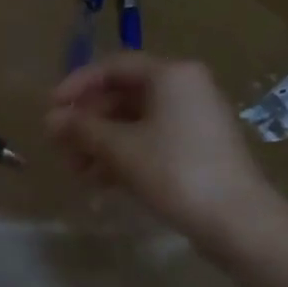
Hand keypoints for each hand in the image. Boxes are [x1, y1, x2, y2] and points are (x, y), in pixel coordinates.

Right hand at [46, 54, 281, 255]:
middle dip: (87, 122)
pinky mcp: (197, 149)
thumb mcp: (120, 149)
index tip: (50, 110)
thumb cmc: (175, 172)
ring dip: (101, 143)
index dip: (76, 86)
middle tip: (60, 148)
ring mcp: (193, 120)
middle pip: (123, 95)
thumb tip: (50, 119)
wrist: (237, 220)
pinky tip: (101, 182)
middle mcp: (185, 88)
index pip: (113, 67)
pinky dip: (123, 156)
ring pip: (134, 122)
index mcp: (171, 75)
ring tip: (77, 172)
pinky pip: (150, 141)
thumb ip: (82, 129)